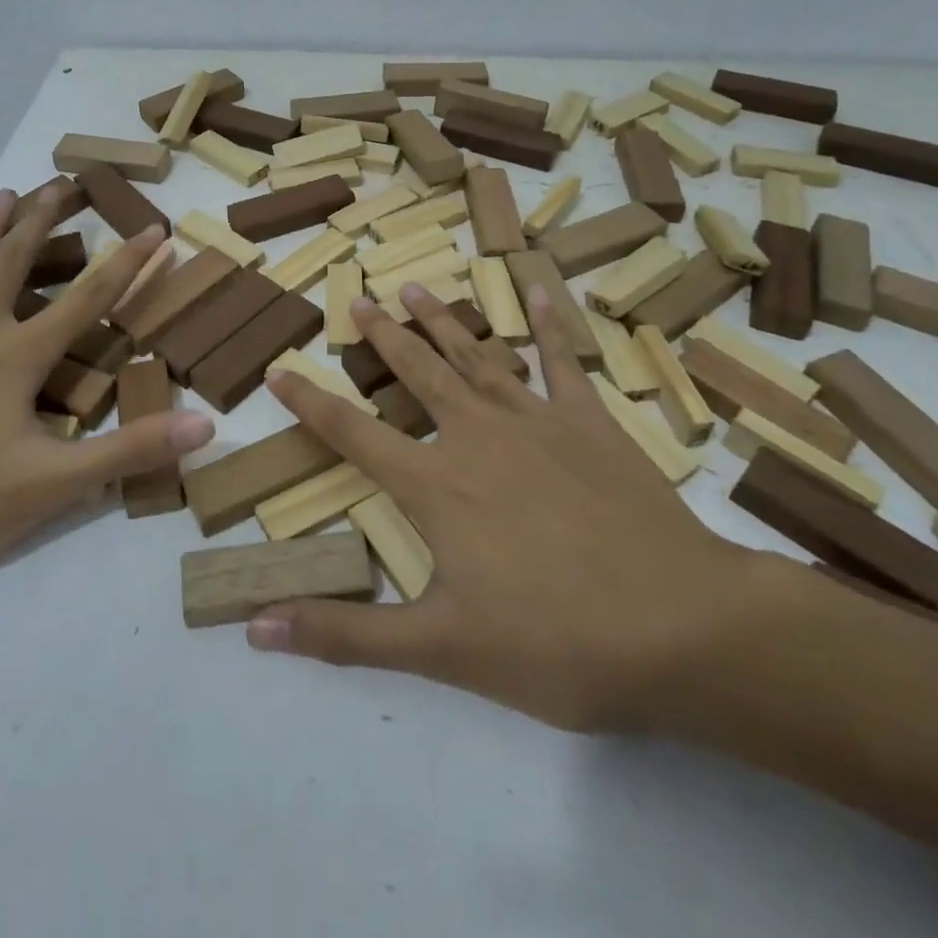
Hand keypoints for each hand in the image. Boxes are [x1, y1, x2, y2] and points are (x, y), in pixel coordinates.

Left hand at [0, 188, 214, 581]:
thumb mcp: (51, 485)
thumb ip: (128, 452)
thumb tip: (203, 427)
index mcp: (19, 355)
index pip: (90, 297)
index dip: (129, 263)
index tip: (156, 228)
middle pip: (17, 259)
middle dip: (46, 218)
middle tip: (65, 181)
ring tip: (11, 193)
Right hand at [246, 285, 767, 732]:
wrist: (681, 628)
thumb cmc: (555, 643)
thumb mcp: (439, 650)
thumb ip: (344, 635)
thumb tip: (255, 628)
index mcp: (434, 485)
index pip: (352, 433)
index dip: (309, 402)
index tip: (279, 370)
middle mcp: (475, 437)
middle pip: (416, 373)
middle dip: (382, 336)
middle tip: (358, 299)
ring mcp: (536, 422)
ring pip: (475, 356)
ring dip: (442, 321)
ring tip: (415, 287)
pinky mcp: (590, 423)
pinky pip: (563, 361)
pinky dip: (549, 324)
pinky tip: (536, 290)